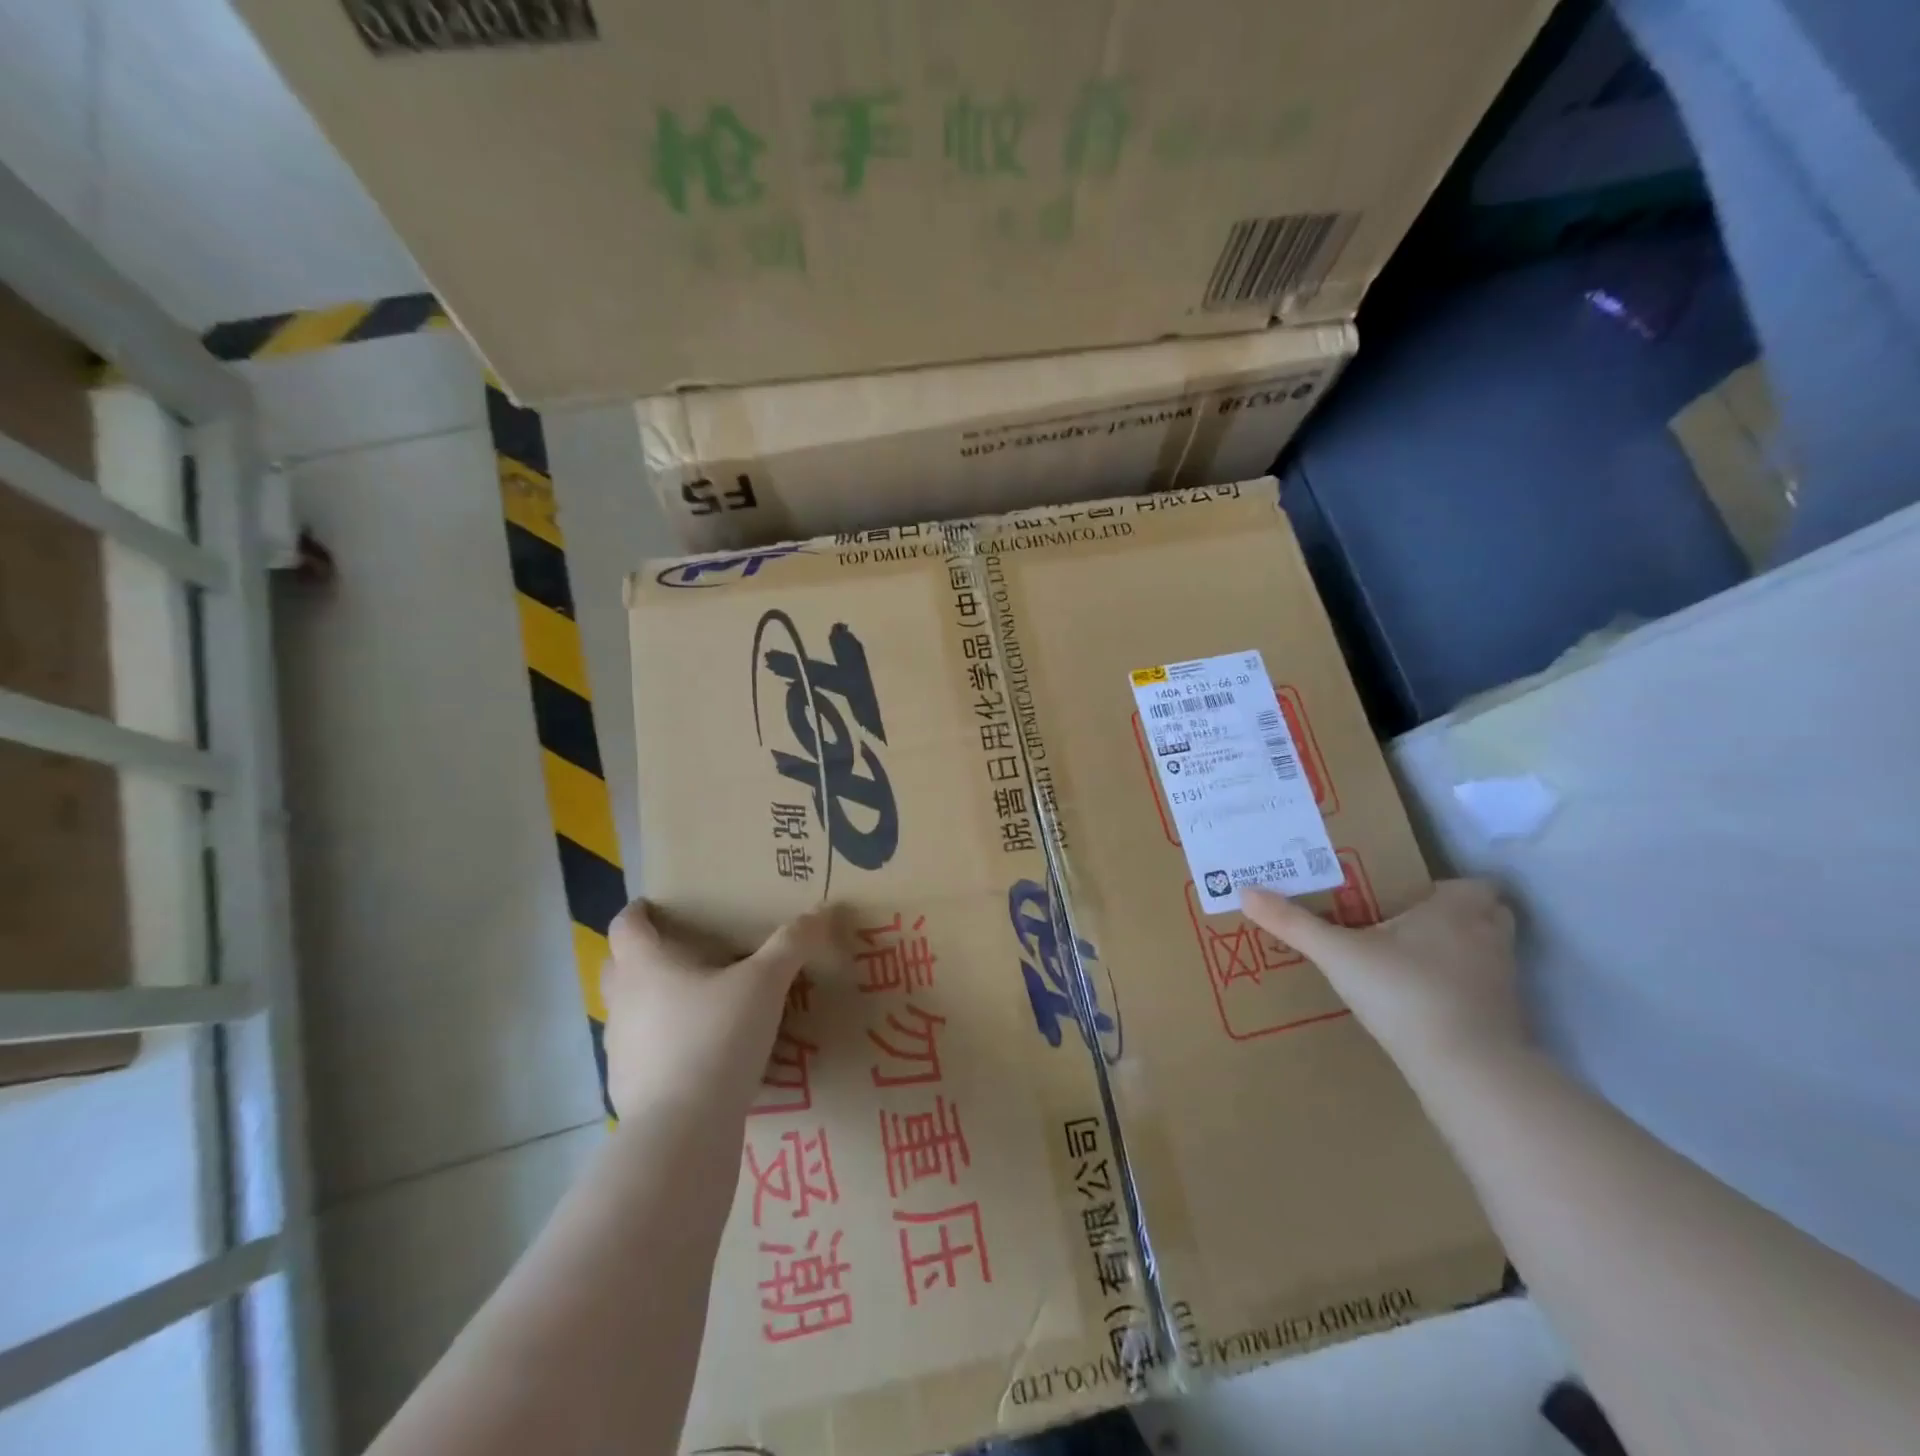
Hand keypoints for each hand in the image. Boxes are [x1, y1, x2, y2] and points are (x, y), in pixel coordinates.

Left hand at [600, 900, 827, 1121]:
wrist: (682, 1131)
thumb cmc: (716, 1038)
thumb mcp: (764, 984)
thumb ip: (792, 945)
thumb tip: (824, 910)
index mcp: (644, 965)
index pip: (627, 924)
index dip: (640, 910)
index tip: (659, 906)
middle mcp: (622, 1001)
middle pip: (618, 965)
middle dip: (644, 954)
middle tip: (685, 951)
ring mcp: (619, 1048)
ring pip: (630, 1011)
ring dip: (653, 1001)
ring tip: (697, 1003)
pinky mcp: (628, 1088)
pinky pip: (643, 1052)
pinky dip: (663, 1044)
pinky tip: (699, 1053)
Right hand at [1240, 878, 1524, 1070]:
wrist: (1466, 1069)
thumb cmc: (1405, 992)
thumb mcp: (1338, 954)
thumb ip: (1294, 924)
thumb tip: (1245, 892)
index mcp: (1455, 909)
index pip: (1474, 884)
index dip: (1447, 887)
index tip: (1410, 896)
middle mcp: (1487, 937)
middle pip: (1488, 915)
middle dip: (1457, 917)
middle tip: (1409, 923)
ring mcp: (1503, 981)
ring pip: (1487, 953)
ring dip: (1460, 953)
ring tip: (1413, 961)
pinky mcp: (1505, 1019)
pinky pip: (1485, 991)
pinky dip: (1462, 991)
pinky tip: (1425, 1002)